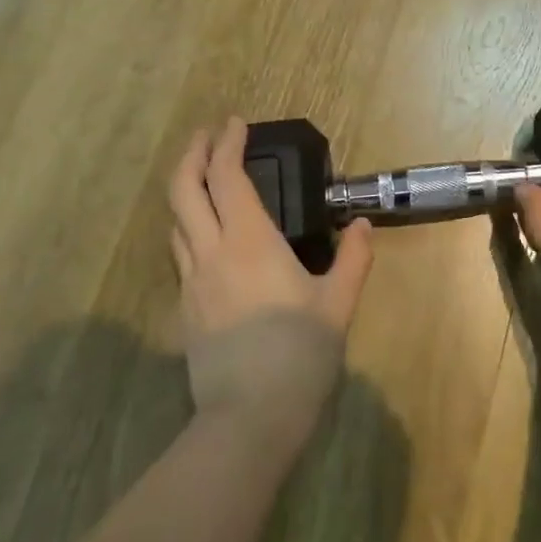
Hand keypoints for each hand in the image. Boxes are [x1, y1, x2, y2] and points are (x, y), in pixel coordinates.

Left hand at [169, 118, 374, 454]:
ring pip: (176, 222)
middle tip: (208, 136)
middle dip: (193, 155)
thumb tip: (364, 226)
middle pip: (184, 190)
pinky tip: (210, 239)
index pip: (227, 178)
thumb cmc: (299, 354)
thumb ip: (353, 259)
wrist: (249, 419)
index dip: (227, 144)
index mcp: (249, 242)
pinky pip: (182, 255)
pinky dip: (190, 228)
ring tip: (206, 180)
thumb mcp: (337, 304)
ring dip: (187, 191)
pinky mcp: (185, 310)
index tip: (235, 122)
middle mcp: (211, 253)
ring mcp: (192, 282)